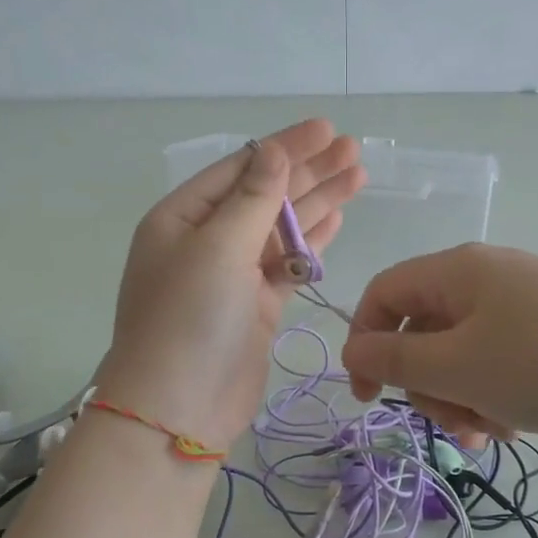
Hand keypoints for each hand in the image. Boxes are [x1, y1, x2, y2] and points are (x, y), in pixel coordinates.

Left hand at [97, 120, 365, 449]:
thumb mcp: (218, 249)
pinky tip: (338, 221)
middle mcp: (207, 241)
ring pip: (283, 229)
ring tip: (358, 176)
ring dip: (319, 203)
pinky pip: (289, 264)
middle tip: (354, 150)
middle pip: (266, 195)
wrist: (179, 409)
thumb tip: (275, 152)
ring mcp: (233, 275)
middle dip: (310, 171)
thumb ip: (253, 199)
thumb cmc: (189, 320)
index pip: (242, 169)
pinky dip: (313, 244)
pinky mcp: (256, 306)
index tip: (327, 129)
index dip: (286, 147)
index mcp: (183, 218)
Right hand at [341, 245, 537, 442]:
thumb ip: (395, 360)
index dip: (364, 344)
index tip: (368, 398)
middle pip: (425, 330)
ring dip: (462, 397)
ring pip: (463, 352)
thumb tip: (352, 351)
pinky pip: (501, 358)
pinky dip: (495, 392)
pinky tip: (516, 424)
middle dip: (428, 385)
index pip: (384, 294)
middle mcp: (489, 276)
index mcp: (458, 270)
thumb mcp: (458, 368)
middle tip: (451, 424)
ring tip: (491, 431)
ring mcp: (526, 301)